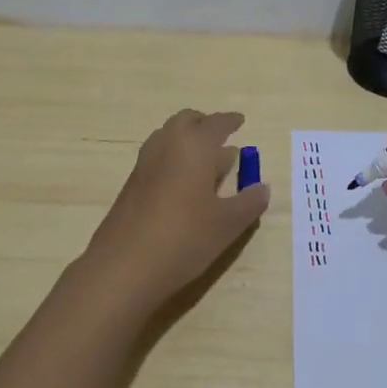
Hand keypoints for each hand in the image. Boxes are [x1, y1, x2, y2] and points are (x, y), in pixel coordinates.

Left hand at [81, 109, 269, 312]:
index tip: (241, 121)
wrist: (124, 267)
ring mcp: (144, 164)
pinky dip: (173, 158)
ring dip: (187, 140)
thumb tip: (262, 188)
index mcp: (194, 146)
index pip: (216, 123)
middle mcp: (166, 145)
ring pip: (167, 137)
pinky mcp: (131, 185)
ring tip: (206, 160)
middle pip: (186, 121)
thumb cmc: (184, 237)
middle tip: (221, 137)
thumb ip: (249, 202)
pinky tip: (184, 184)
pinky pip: (157, 158)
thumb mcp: (228, 224)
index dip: (230, 121)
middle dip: (204, 124)